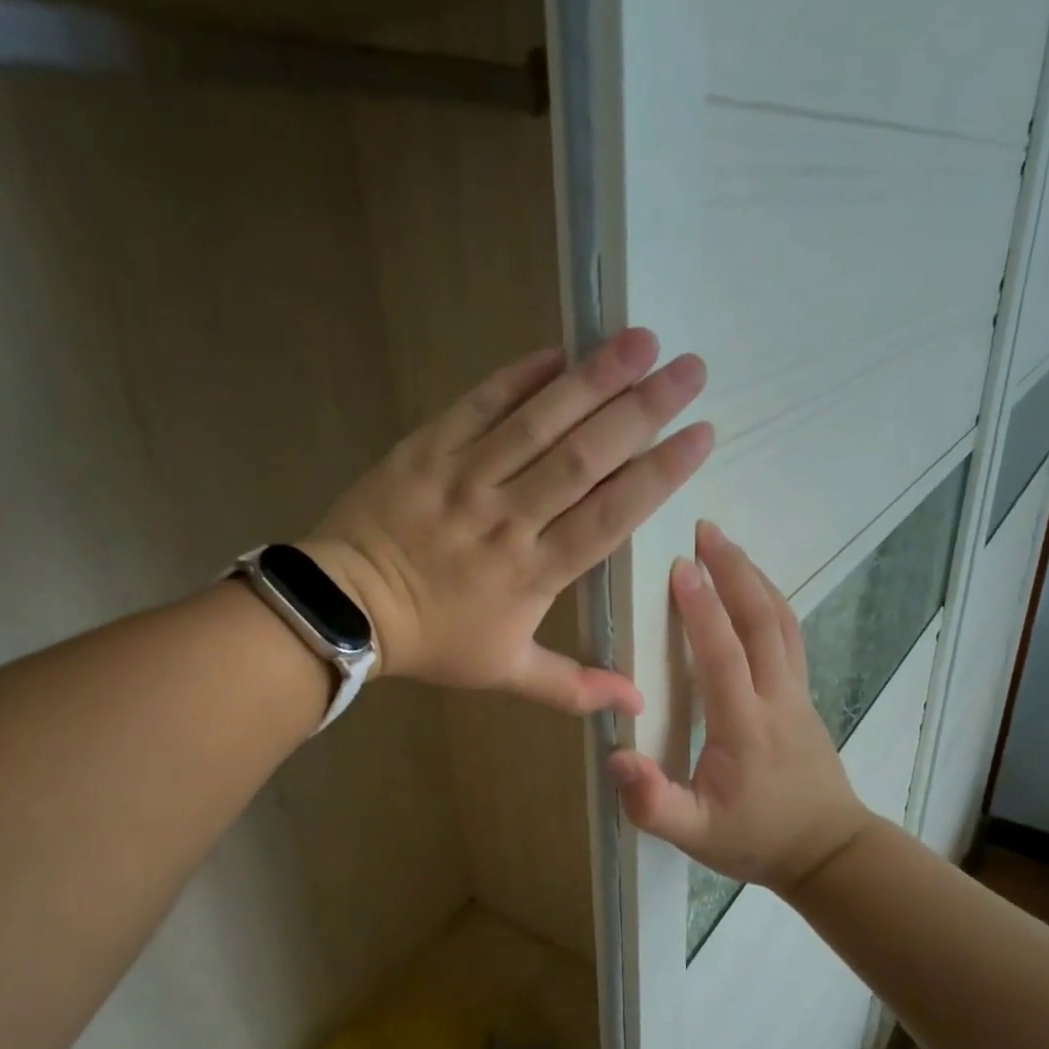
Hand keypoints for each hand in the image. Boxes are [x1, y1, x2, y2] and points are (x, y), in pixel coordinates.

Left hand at [304, 329, 710, 715]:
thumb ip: (574, 688)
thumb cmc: (433, 641)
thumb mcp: (506, 673)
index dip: (659, 473)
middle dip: (643, 411)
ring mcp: (466, 478)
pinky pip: (478, 406)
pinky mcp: (428, 449)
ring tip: (640, 341)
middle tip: (691, 369)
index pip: (611, 514)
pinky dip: (517, 377)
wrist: (346, 610)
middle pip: (585, 458)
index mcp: (535, 571)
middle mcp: (509, 517)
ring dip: (593, 379)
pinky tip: (558, 350)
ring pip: (538, 423)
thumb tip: (638, 707)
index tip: (702, 435)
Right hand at [607, 522, 875, 893]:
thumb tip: (617, 756)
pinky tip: (755, 591)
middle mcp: (776, 698)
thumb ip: (653, 803)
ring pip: (783, 623)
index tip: (681, 565)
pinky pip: (790, 636)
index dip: (702, 609)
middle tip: (706, 529)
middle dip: (734, 571)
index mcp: (745, 726)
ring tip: (728, 546)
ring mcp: (797, 694)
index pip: (723, 655)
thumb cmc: (756, 840)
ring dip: (755, 579)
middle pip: (762, 622)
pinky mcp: (804, 697)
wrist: (830, 853)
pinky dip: (771, 602)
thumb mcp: (694, 834)